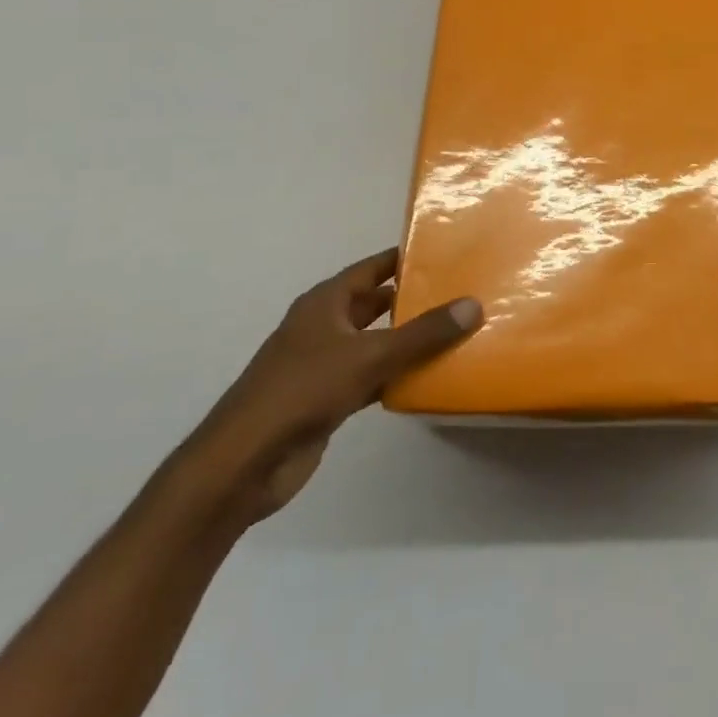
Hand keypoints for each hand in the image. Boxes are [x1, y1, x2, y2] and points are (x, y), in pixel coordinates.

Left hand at [182, 248, 480, 523]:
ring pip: (375, 342)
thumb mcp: (369, 355)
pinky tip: (428, 378)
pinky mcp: (326, 399)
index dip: (404, 259)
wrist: (244, 462)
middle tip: (460, 294)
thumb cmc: (302, 391)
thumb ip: (423, 333)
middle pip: (374, 304)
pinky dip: (396, 375)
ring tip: (455, 332)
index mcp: (325, 303)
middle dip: (412, 300)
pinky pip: (371, 377)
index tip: (444, 254)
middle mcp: (323, 326)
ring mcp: (323, 364)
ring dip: (407, 340)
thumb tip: (473, 304)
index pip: (371, 268)